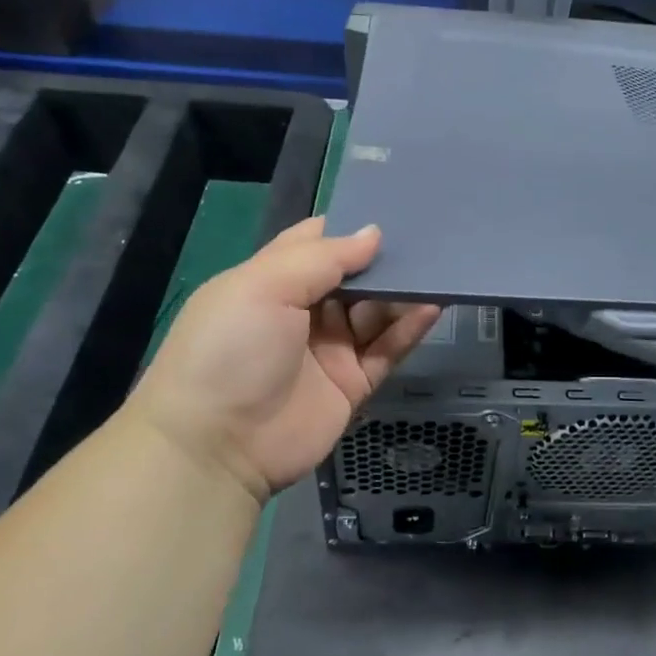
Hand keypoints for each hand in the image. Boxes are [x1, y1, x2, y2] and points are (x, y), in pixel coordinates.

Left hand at [124, 217, 440, 503]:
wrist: (217, 446)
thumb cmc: (231, 349)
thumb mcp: (265, 286)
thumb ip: (323, 257)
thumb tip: (374, 234)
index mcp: (270, 282)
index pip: (315, 245)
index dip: (348, 228)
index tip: (390, 209)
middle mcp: (301, 313)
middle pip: (353, 279)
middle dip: (384, 259)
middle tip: (429, 237)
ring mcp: (328, 350)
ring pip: (375, 313)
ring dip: (403, 292)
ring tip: (439, 270)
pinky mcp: (352, 385)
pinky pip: (387, 351)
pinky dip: (409, 329)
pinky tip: (432, 307)